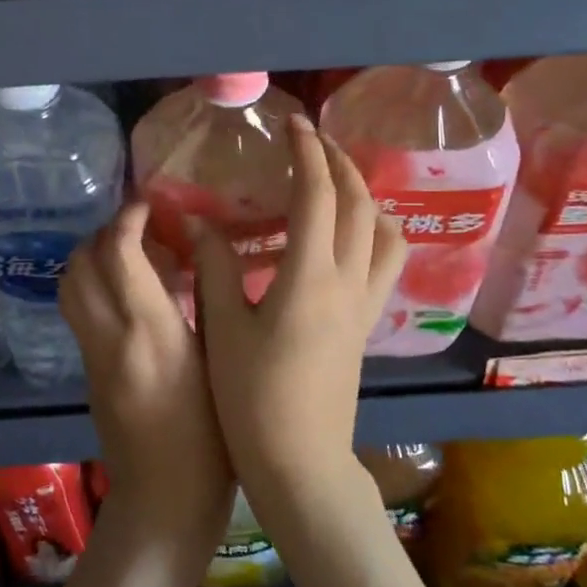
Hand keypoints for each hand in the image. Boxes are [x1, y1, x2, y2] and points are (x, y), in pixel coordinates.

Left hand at [60, 202, 232, 563]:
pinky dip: (92, 287)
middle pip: (80, 264)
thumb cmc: (214, 438)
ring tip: (130, 255)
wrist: (165, 501)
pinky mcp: (87, 373)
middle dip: (103, 233)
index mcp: (152, 331)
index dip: (129, 218)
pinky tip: (129, 295)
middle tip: (139, 228)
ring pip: (69, 287)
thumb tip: (198, 255)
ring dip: (90, 258)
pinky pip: (78, 312)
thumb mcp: (222, 364)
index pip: (120, 253)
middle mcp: (111, 336)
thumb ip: (207, 305)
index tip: (149, 205)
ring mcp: (92, 356)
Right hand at [191, 115, 406, 502]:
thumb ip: (215, 266)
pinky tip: (346, 236)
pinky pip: (386, 261)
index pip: (318, 195)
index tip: (291, 124)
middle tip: (310, 141)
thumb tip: (200, 221)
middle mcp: (348, 280)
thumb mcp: (223, 328)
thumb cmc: (252, 398)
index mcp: (309, 276)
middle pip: (359, 202)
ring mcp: (365, 303)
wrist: (300, 461)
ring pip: (384, 230)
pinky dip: (375, 231)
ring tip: (334, 182)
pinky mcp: (367, 323)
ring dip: (364, 194)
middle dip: (338, 161)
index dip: (306, 152)